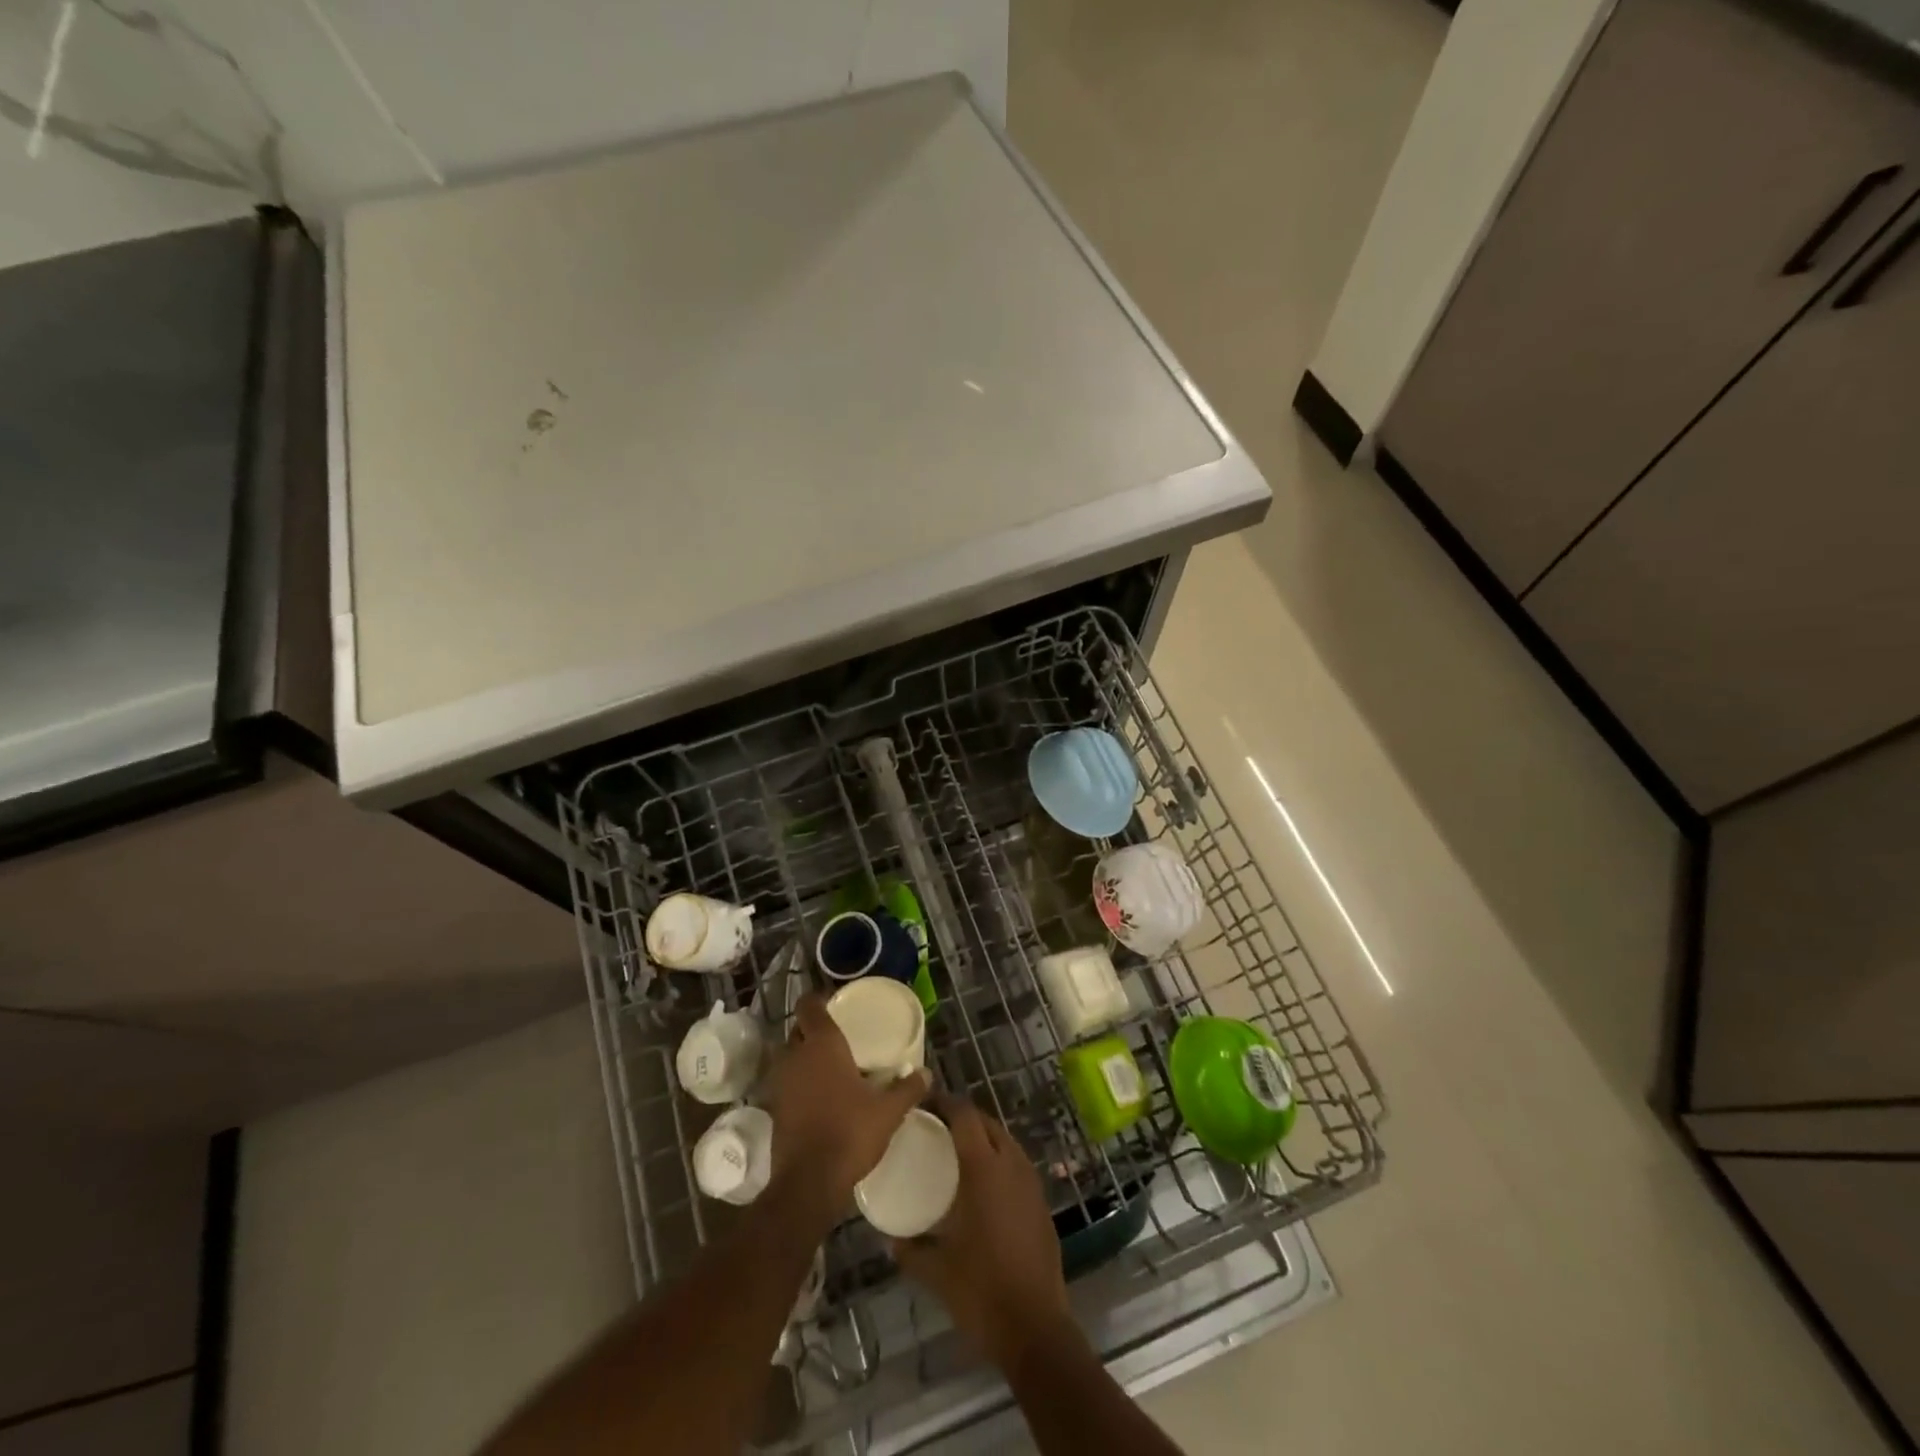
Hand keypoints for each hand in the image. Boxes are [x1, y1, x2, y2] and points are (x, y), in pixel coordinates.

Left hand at [763, 993, 928, 1217]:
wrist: (808, 1183)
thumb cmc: (850, 1133)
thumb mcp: (888, 1111)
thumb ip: (907, 1089)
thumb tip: (926, 1074)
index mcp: (822, 1045)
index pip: (809, 1006)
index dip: (818, 999)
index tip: (834, 1001)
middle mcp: (796, 1057)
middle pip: (798, 1030)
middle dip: (813, 1029)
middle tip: (839, 1036)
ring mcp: (781, 1083)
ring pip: (791, 1057)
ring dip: (805, 1057)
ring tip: (831, 1066)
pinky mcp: (774, 1109)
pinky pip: (787, 1083)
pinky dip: (800, 1083)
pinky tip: (820, 1097)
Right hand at [891, 1095, 1071, 1366]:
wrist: (1035, 1328)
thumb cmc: (980, 1291)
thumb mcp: (936, 1270)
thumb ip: (910, 1250)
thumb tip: (891, 1240)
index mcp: (983, 1168)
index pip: (965, 1115)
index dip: (945, 1102)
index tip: (924, 1104)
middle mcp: (1010, 1164)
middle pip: (986, 1122)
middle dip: (963, 1117)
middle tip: (937, 1127)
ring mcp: (1031, 1182)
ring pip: (1005, 1142)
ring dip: (984, 1137)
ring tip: (959, 1152)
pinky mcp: (1041, 1202)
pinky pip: (1017, 1165)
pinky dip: (999, 1160)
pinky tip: (984, 1186)